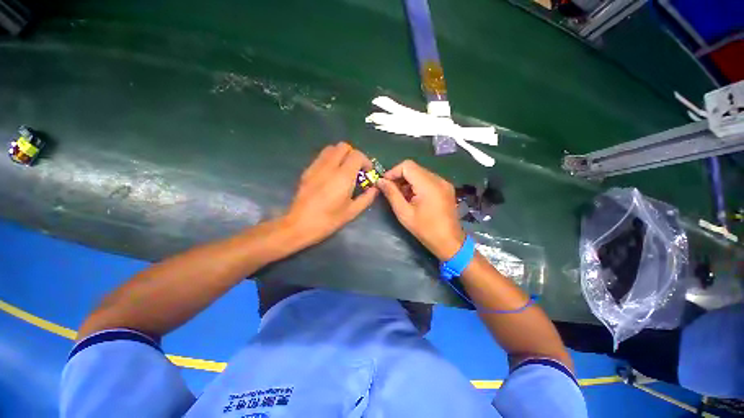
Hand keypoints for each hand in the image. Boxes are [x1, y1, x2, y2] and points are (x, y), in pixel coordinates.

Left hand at [283, 142, 377, 247]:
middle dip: (353, 155)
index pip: (357, 155)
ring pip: (331, 149)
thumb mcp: (352, 212)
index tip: (367, 173)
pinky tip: (331, 175)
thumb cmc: (328, 220)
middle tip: (356, 170)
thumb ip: (366, 198)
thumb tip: (375, 189)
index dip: (366, 161)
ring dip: (341, 155)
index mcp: (343, 176)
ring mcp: (316, 167)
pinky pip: (321, 157)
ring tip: (344, 170)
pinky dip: (330, 159)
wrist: (300, 225)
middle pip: (343, 147)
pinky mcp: (307, 171)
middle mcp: (329, 166)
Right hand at [377, 160, 465, 259]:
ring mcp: (444, 183)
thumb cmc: (425, 229)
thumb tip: (380, 181)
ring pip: (420, 173)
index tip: (385, 183)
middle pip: (414, 168)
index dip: (393, 171)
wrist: (449, 242)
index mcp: (428, 184)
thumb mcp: (404, 213)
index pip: (407, 165)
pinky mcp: (446, 188)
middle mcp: (438, 179)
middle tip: (390, 190)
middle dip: (399, 177)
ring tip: (401, 196)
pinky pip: (428, 179)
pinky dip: (417, 185)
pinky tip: (413, 197)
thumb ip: (391, 194)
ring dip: (408, 181)